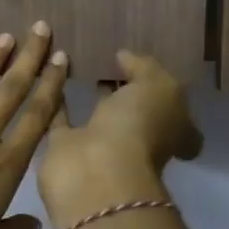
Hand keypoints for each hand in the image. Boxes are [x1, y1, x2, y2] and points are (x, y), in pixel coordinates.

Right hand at [37, 51, 202, 228]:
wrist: (95, 171)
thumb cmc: (139, 127)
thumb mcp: (158, 86)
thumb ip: (145, 68)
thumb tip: (125, 57)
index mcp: (171, 132)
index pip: (177, 116)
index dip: (168, 97)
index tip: (150, 72)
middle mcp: (139, 141)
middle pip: (135, 115)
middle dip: (126, 93)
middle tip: (111, 61)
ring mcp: (102, 147)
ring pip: (98, 115)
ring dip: (91, 96)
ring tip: (83, 63)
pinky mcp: (65, 148)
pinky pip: (61, 119)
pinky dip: (57, 101)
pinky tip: (50, 76)